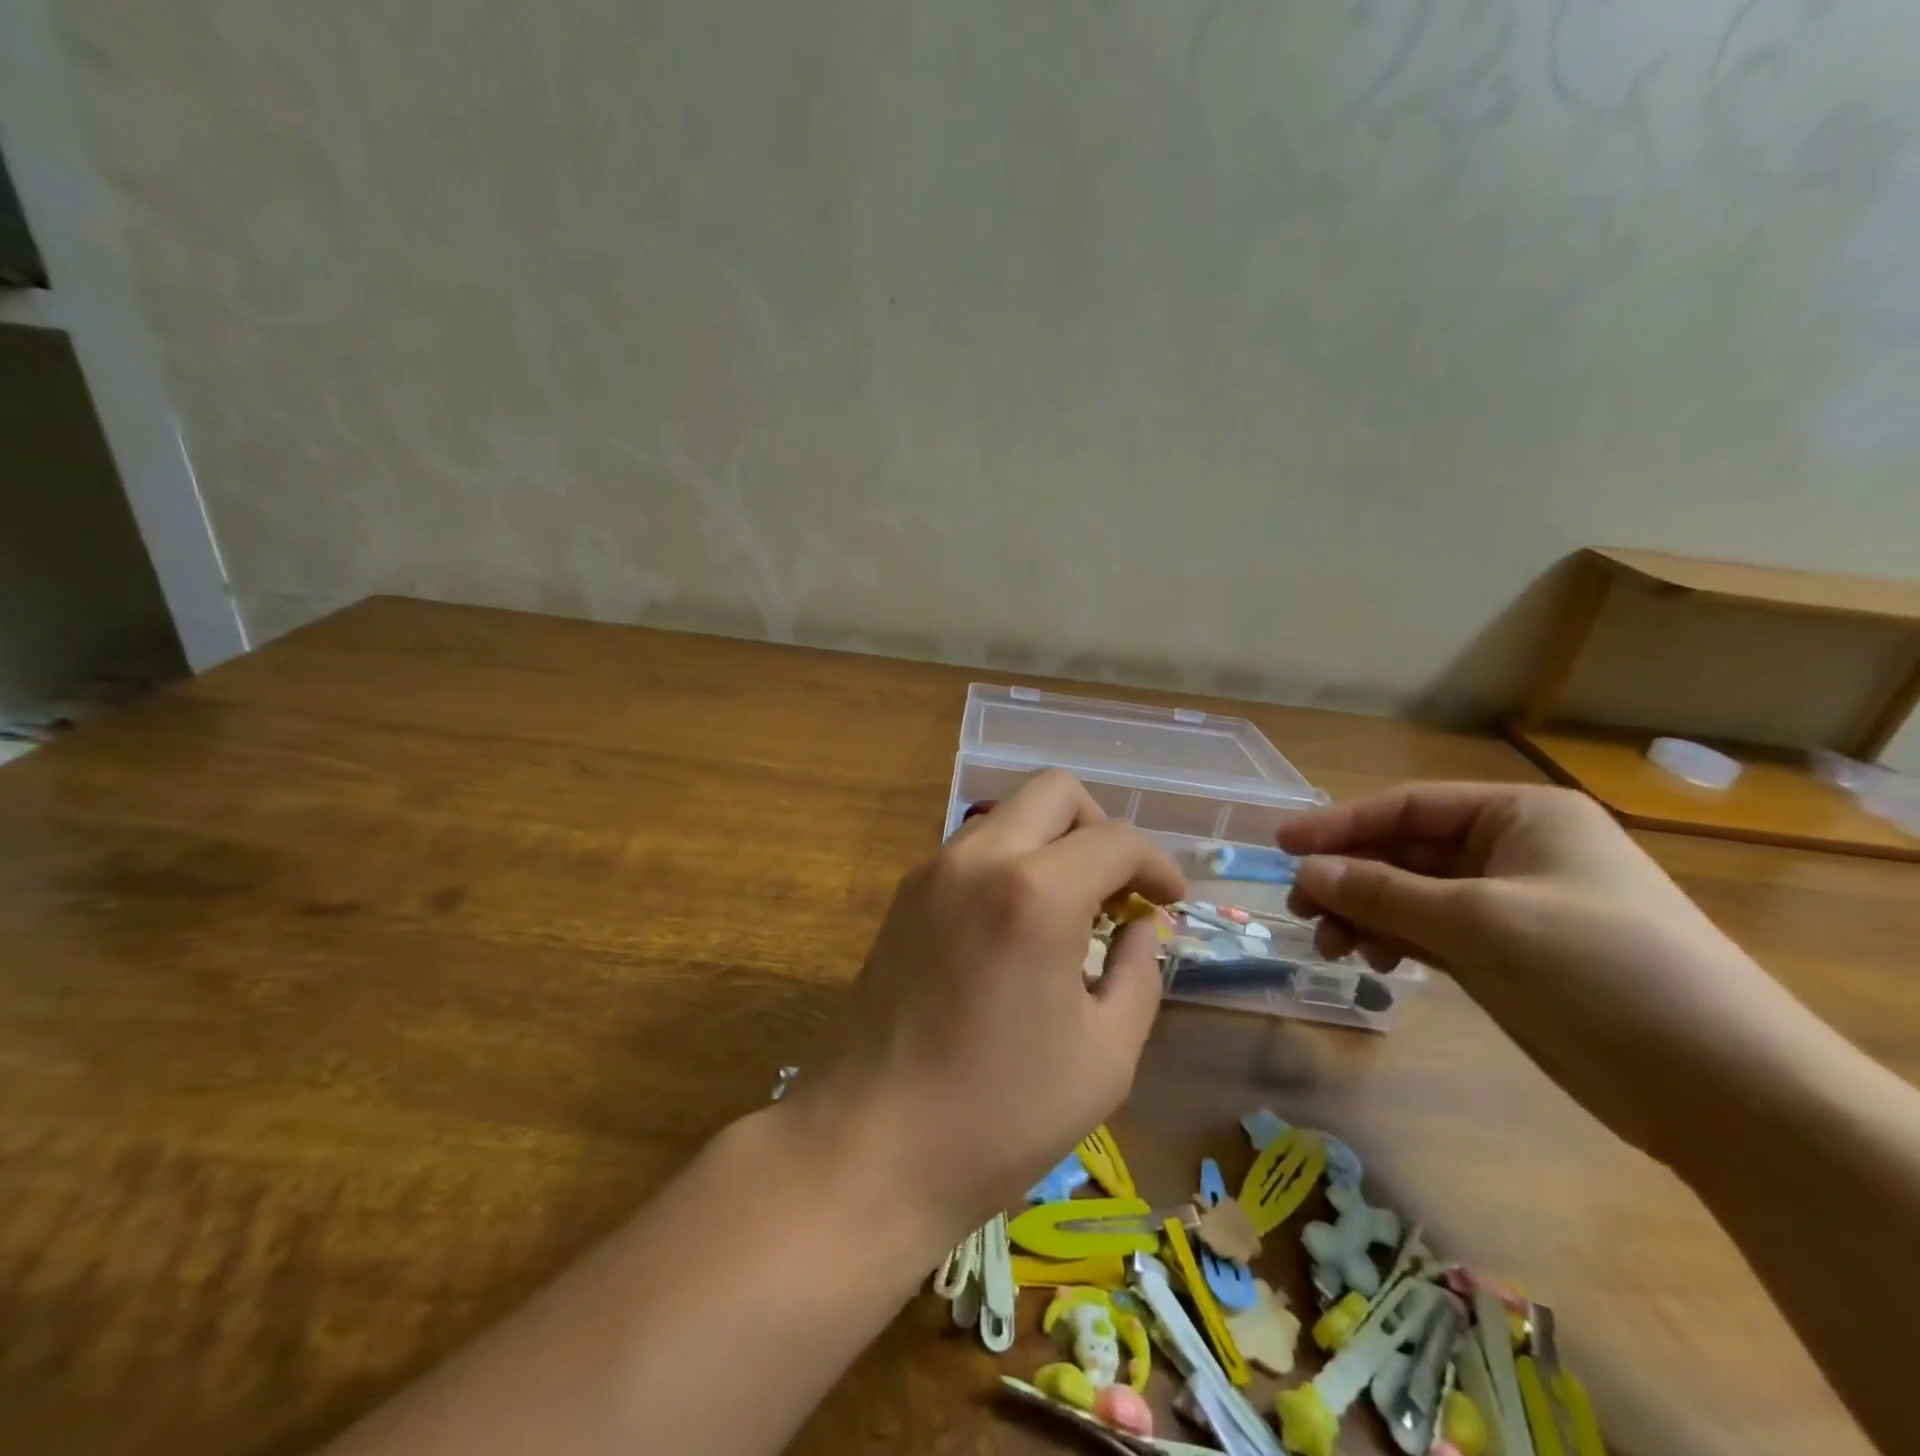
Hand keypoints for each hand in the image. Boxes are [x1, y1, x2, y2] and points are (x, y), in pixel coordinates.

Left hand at [795, 770, 1184, 1243]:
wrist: (869, 1146)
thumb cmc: (1000, 1115)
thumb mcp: (1105, 1056)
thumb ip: (1139, 974)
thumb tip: (1141, 928)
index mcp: (1036, 893)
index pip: (1115, 839)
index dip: (1156, 864)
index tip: (1171, 902)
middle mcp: (979, 859)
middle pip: (1054, 791)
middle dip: (1100, 827)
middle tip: (1120, 888)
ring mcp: (932, 871)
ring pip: (1008, 815)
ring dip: (1052, 843)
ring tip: (1074, 911)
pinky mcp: (904, 896)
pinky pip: (973, 850)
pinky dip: (1012, 863)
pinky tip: (1020, 927)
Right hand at [1277, 783, 1802, 1159]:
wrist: (1720, 1089)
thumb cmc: (1597, 969)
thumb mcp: (1477, 921)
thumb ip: (1381, 892)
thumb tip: (1304, 872)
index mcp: (1521, 817)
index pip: (1408, 807)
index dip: (1340, 825)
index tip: (1282, 845)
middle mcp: (1512, 852)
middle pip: (1404, 853)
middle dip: (1349, 879)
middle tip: (1300, 910)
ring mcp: (1510, 906)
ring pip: (1411, 897)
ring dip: (1366, 916)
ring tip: (1332, 948)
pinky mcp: (1507, 956)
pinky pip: (1430, 933)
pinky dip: (1396, 943)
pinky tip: (1375, 964)